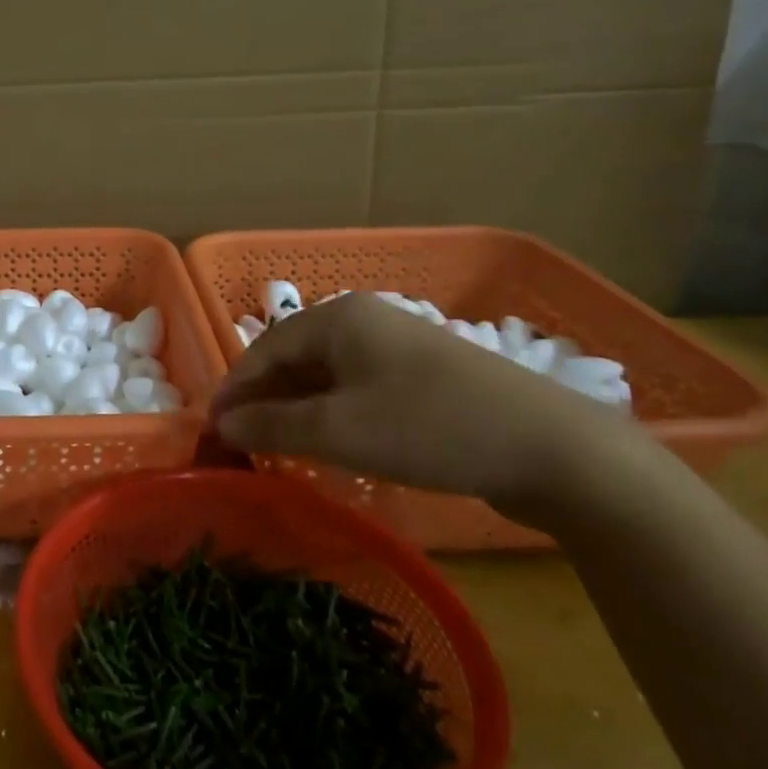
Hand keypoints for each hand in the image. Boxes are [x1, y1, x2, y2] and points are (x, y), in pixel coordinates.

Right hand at [212, 293, 635, 525]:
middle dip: (265, 401)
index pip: (265, 349)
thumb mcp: (338, 431)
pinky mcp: (424, 375)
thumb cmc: (429, 428)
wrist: (554, 450)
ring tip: (280, 448)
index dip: (234, 390)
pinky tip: (331, 444)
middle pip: (294, 358)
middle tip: (243, 444)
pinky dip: (334, 413)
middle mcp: (365, 320)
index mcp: (338, 318)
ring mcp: (399, 346)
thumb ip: (272, 425)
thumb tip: (222, 422)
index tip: (213, 430)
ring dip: (298, 410)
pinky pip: (359, 387)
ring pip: (327, 375)